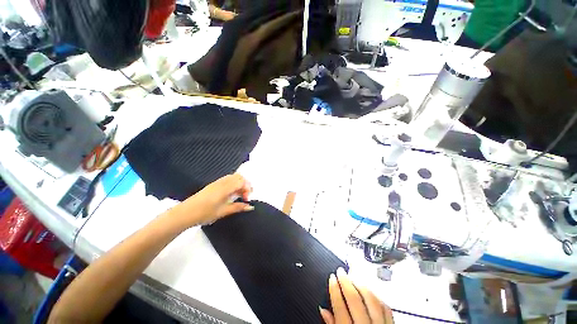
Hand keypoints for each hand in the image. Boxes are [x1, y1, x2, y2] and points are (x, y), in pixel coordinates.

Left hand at [171, 174, 252, 227]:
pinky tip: (231, 194)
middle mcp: (222, 182)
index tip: (246, 199)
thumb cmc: (204, 213)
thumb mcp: (223, 211)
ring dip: (239, 184)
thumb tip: (250, 207)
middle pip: (239, 177)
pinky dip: (233, 184)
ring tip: (238, 195)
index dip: (247, 189)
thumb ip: (238, 207)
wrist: (185, 213)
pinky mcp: (213, 185)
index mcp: (225, 188)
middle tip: (245, 196)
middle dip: (245, 185)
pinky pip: (227, 179)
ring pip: (233, 177)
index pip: (242, 182)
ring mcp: (217, 182)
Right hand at [320, 268, 393, 323]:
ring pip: (371, 299)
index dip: (334, 289)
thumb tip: (323, 310)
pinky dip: (376, 295)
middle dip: (346, 281)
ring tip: (353, 276)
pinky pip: (385, 306)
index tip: (331, 277)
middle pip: (355, 299)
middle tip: (340, 271)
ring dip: (361, 284)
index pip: (340, 307)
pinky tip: (369, 289)